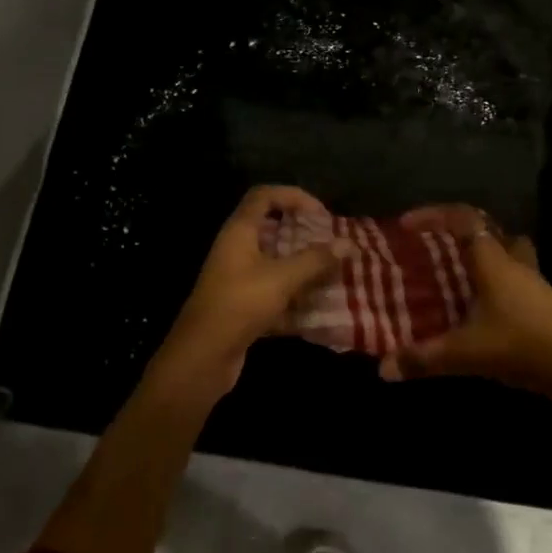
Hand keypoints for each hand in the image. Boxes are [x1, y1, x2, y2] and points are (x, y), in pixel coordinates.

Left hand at [149, 185, 353, 398]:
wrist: (203, 356)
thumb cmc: (239, 305)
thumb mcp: (281, 279)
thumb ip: (315, 260)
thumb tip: (349, 244)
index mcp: (239, 232)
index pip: (264, 196)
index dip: (294, 196)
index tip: (323, 214)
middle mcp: (237, 250)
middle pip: (272, 229)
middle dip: (305, 235)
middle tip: (333, 244)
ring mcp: (238, 279)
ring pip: (276, 263)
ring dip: (304, 267)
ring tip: (335, 273)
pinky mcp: (244, 306)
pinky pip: (275, 292)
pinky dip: (296, 297)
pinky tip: (321, 307)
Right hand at [377, 205, 551, 422]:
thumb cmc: (521, 347)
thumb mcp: (465, 354)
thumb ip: (423, 359)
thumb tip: (383, 368)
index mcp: (494, 263)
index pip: (464, 220)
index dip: (434, 216)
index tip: (407, 225)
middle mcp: (514, 264)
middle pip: (489, 231)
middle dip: (458, 233)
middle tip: (432, 247)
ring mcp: (533, 284)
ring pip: (505, 254)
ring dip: (480, 257)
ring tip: (453, 274)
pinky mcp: (543, 305)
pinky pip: (513, 280)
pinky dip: (493, 284)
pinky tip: (477, 308)